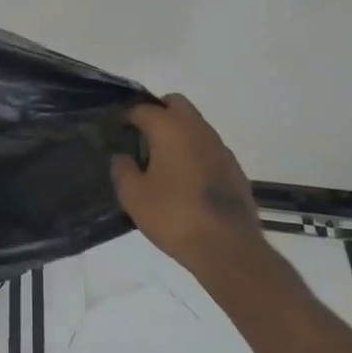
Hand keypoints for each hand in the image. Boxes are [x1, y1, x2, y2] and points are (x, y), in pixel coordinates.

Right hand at [111, 94, 265, 284]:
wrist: (229, 248)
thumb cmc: (174, 216)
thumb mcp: (133, 196)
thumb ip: (122, 170)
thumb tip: (122, 157)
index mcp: (169, 128)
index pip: (142, 108)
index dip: (126, 117)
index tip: (116, 131)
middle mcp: (197, 129)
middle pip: (175, 104)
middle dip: (158, 113)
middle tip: (142, 137)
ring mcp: (220, 147)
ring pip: (195, 125)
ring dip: (179, 133)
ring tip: (163, 161)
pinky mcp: (235, 168)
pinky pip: (209, 148)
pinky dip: (195, 153)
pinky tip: (186, 180)